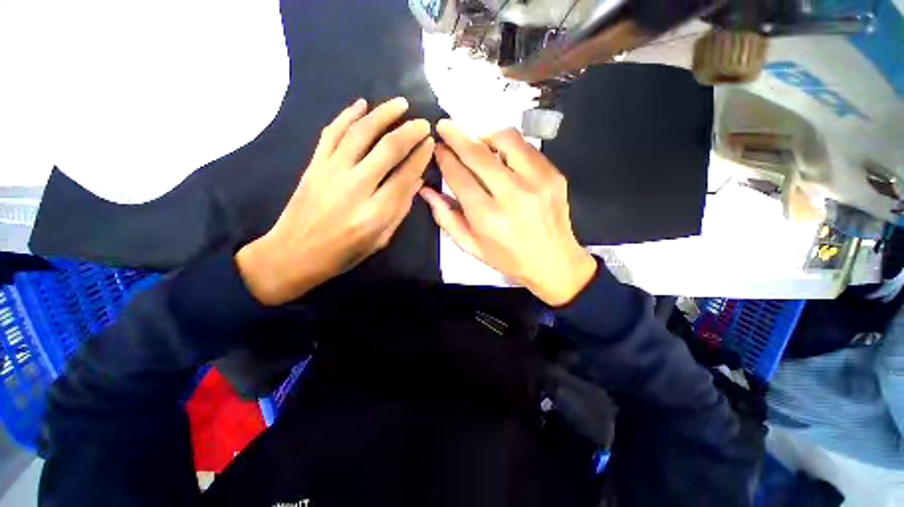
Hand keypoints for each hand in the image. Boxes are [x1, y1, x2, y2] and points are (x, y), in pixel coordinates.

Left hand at [236, 97, 433, 305]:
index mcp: (375, 213)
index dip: (420, 156)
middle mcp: (355, 188)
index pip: (405, 175)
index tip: (430, 143)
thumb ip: (400, 210)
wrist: (294, 253)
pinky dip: (346, 115)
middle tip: (422, 122)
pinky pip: (331, 133)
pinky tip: (361, 104)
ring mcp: (331, 172)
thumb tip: (416, 180)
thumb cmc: (343, 253)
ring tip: (399, 104)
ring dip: (382, 114)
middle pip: (387, 149)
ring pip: (360, 133)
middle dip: (409, 131)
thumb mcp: (380, 240)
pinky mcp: (314, 165)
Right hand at [421, 120, 595, 306]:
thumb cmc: (508, 258)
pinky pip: (527, 148)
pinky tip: (503, 157)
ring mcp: (537, 182)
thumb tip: (426, 190)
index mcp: (488, 217)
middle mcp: (513, 195)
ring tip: (478, 144)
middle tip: (445, 127)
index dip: (444, 157)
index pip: (459, 176)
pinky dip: (509, 146)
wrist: (554, 262)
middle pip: (478, 153)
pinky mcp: (554, 175)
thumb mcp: (471, 246)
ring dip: (485, 136)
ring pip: (506, 139)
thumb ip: (446, 218)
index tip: (437, 146)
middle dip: (457, 136)